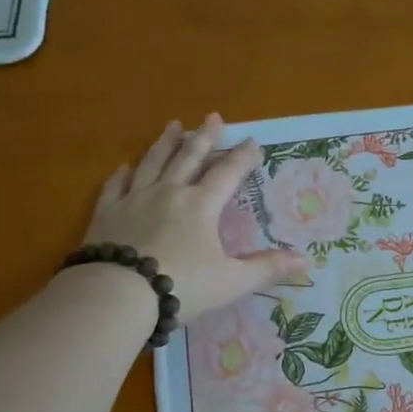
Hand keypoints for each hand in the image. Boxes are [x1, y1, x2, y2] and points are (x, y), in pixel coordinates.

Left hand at [87, 114, 307, 320]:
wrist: (119, 295)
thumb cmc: (182, 286)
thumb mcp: (232, 281)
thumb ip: (266, 269)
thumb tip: (306, 262)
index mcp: (201, 205)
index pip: (227, 174)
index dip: (242, 157)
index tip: (253, 141)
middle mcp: (169, 193)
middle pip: (189, 158)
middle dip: (204, 137)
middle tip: (213, 117)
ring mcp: (134, 200)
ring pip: (152, 164)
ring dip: (165, 144)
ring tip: (173, 126)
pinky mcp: (107, 214)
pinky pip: (115, 187)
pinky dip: (122, 175)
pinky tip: (125, 166)